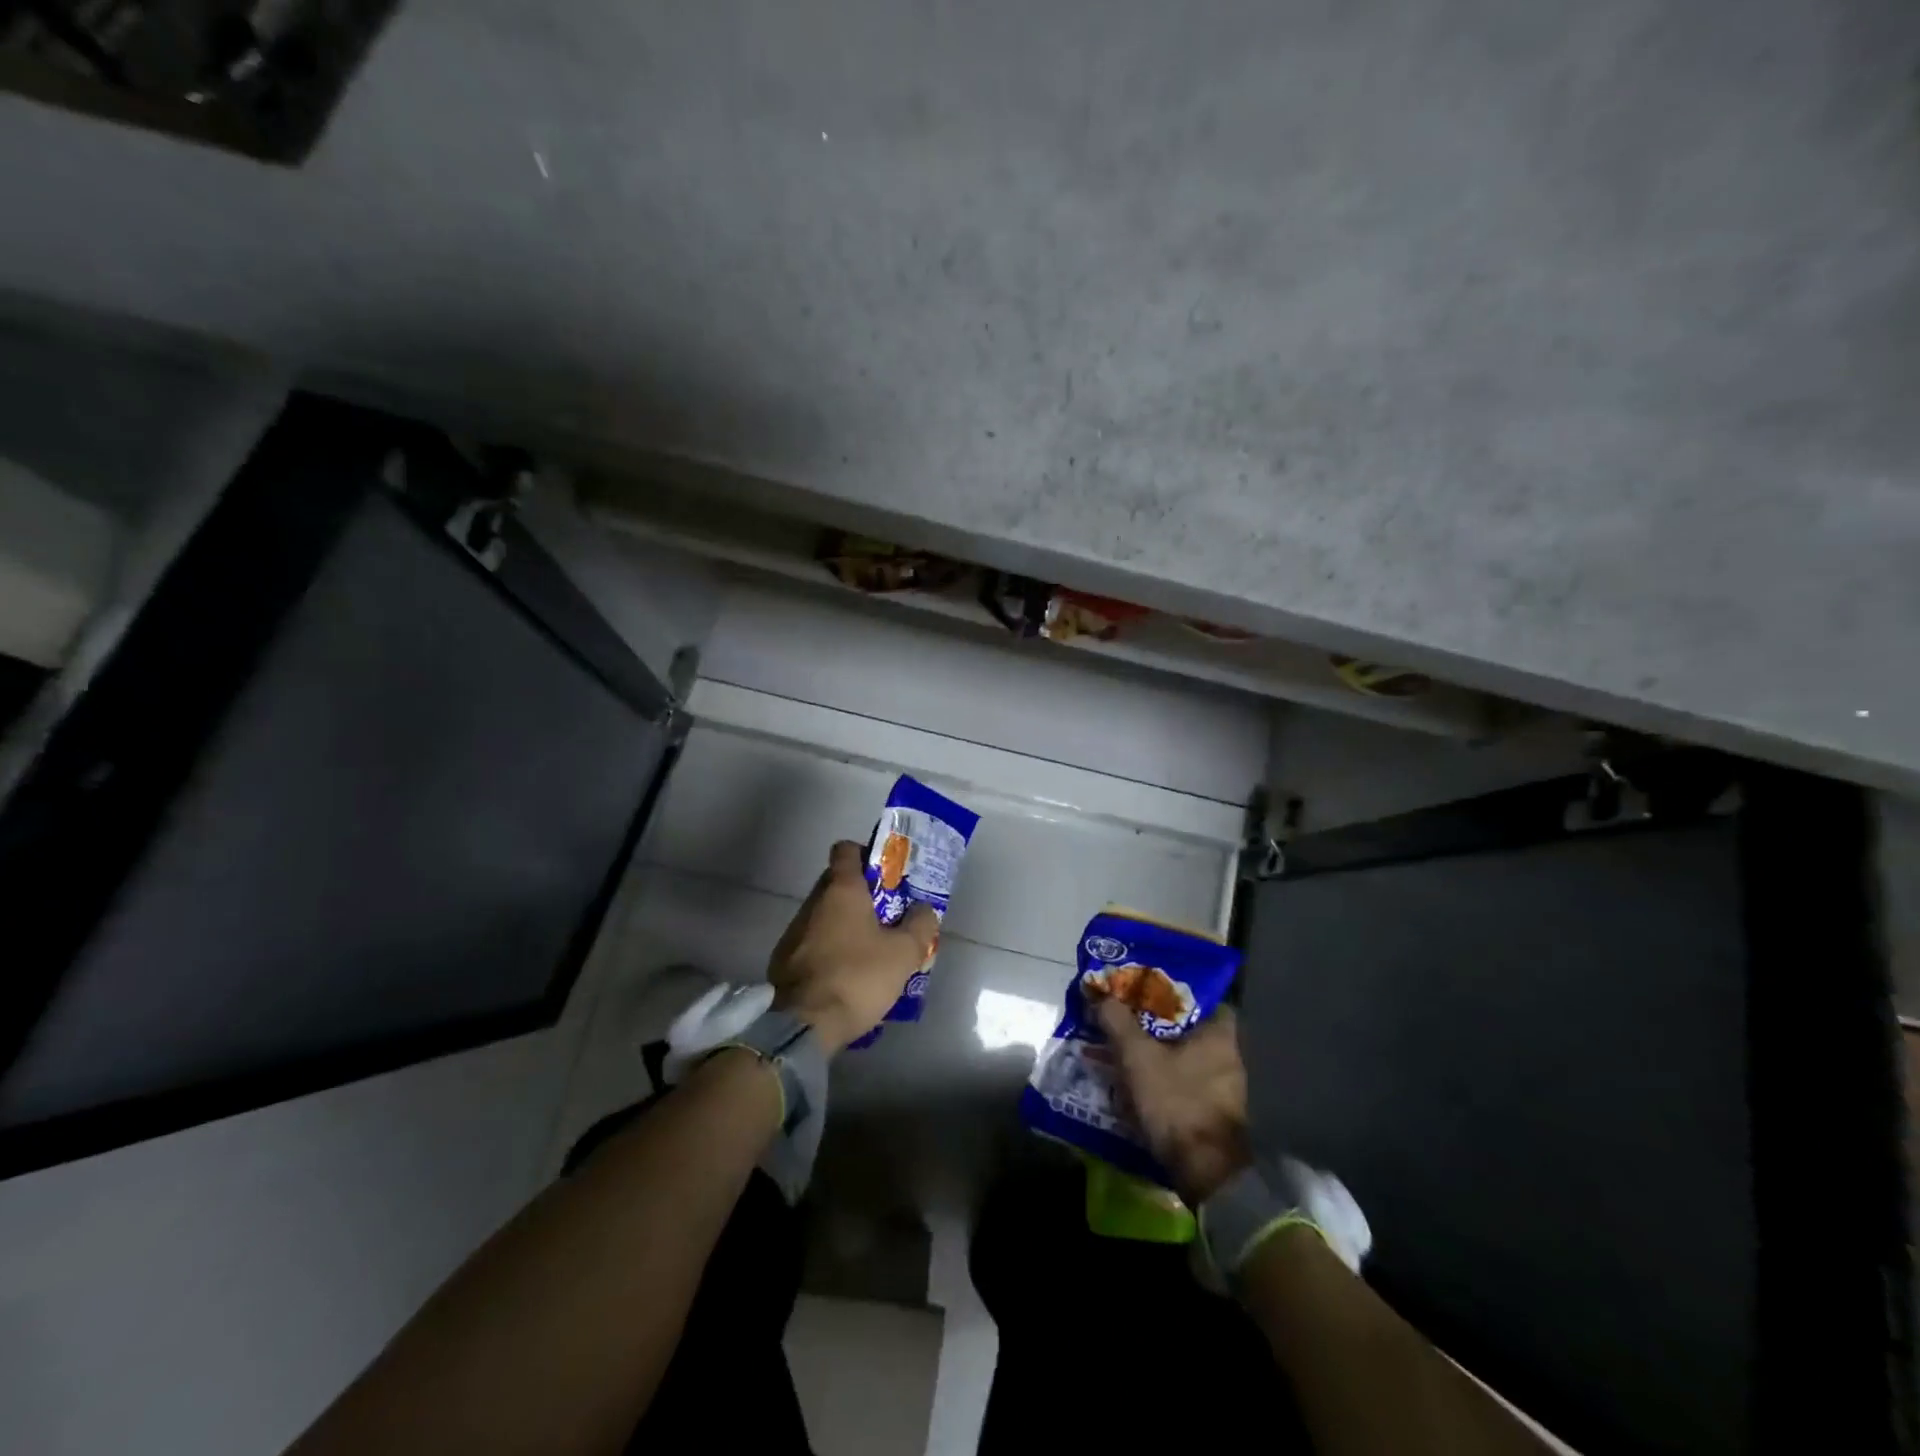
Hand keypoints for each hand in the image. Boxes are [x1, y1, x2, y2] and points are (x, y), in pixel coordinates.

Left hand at [769, 840, 939, 1053]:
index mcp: (841, 890)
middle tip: (887, 914)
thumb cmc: (857, 977)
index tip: (885, 873)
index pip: (846, 849)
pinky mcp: (783, 960)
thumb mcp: (904, 953)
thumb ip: (920, 924)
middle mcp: (813, 902)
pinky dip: (828, 949)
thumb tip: (924, 909)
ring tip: (869, 948)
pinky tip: (845, 973)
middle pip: (836, 882)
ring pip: (823, 914)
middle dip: (861, 893)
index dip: (866, 854)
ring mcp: (793, 931)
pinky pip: (811, 942)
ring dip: (844, 924)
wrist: (804, 1024)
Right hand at [1094, 999, 1251, 1204]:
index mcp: (1220, 1031)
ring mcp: (1225, 1086)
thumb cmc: (1177, 1101)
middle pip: (1183, 1027)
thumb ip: (1117, 1021)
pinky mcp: (1215, 1112)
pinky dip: (1160, 1078)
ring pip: (1180, 1056)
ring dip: (1152, 1053)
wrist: (1207, 1173)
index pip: (1195, 995)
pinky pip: (1182, 1081)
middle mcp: (1229, 1054)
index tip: (1138, 991)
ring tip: (1119, 1051)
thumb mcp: (1137, 1056)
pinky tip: (1133, 1082)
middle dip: (1151, 1024)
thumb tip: (1102, 995)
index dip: (1165, 990)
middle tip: (1121, 1019)